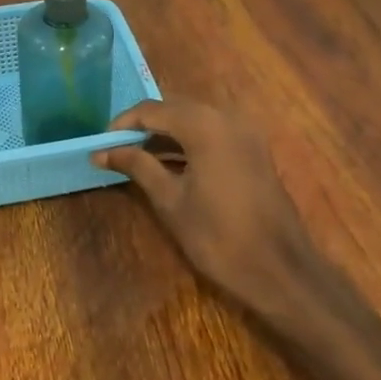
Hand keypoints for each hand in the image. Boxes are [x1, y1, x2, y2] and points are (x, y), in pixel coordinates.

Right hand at [94, 100, 326, 326]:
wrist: (279, 270)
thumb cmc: (218, 236)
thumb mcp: (170, 200)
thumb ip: (137, 166)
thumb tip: (102, 152)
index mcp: (204, 125)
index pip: (152, 109)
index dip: (123, 124)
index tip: (101, 145)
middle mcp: (226, 117)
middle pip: (174, 109)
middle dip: (144, 126)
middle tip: (116, 150)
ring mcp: (245, 132)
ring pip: (194, 120)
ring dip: (166, 134)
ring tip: (137, 158)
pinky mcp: (253, 150)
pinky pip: (213, 133)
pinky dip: (188, 142)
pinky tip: (169, 164)